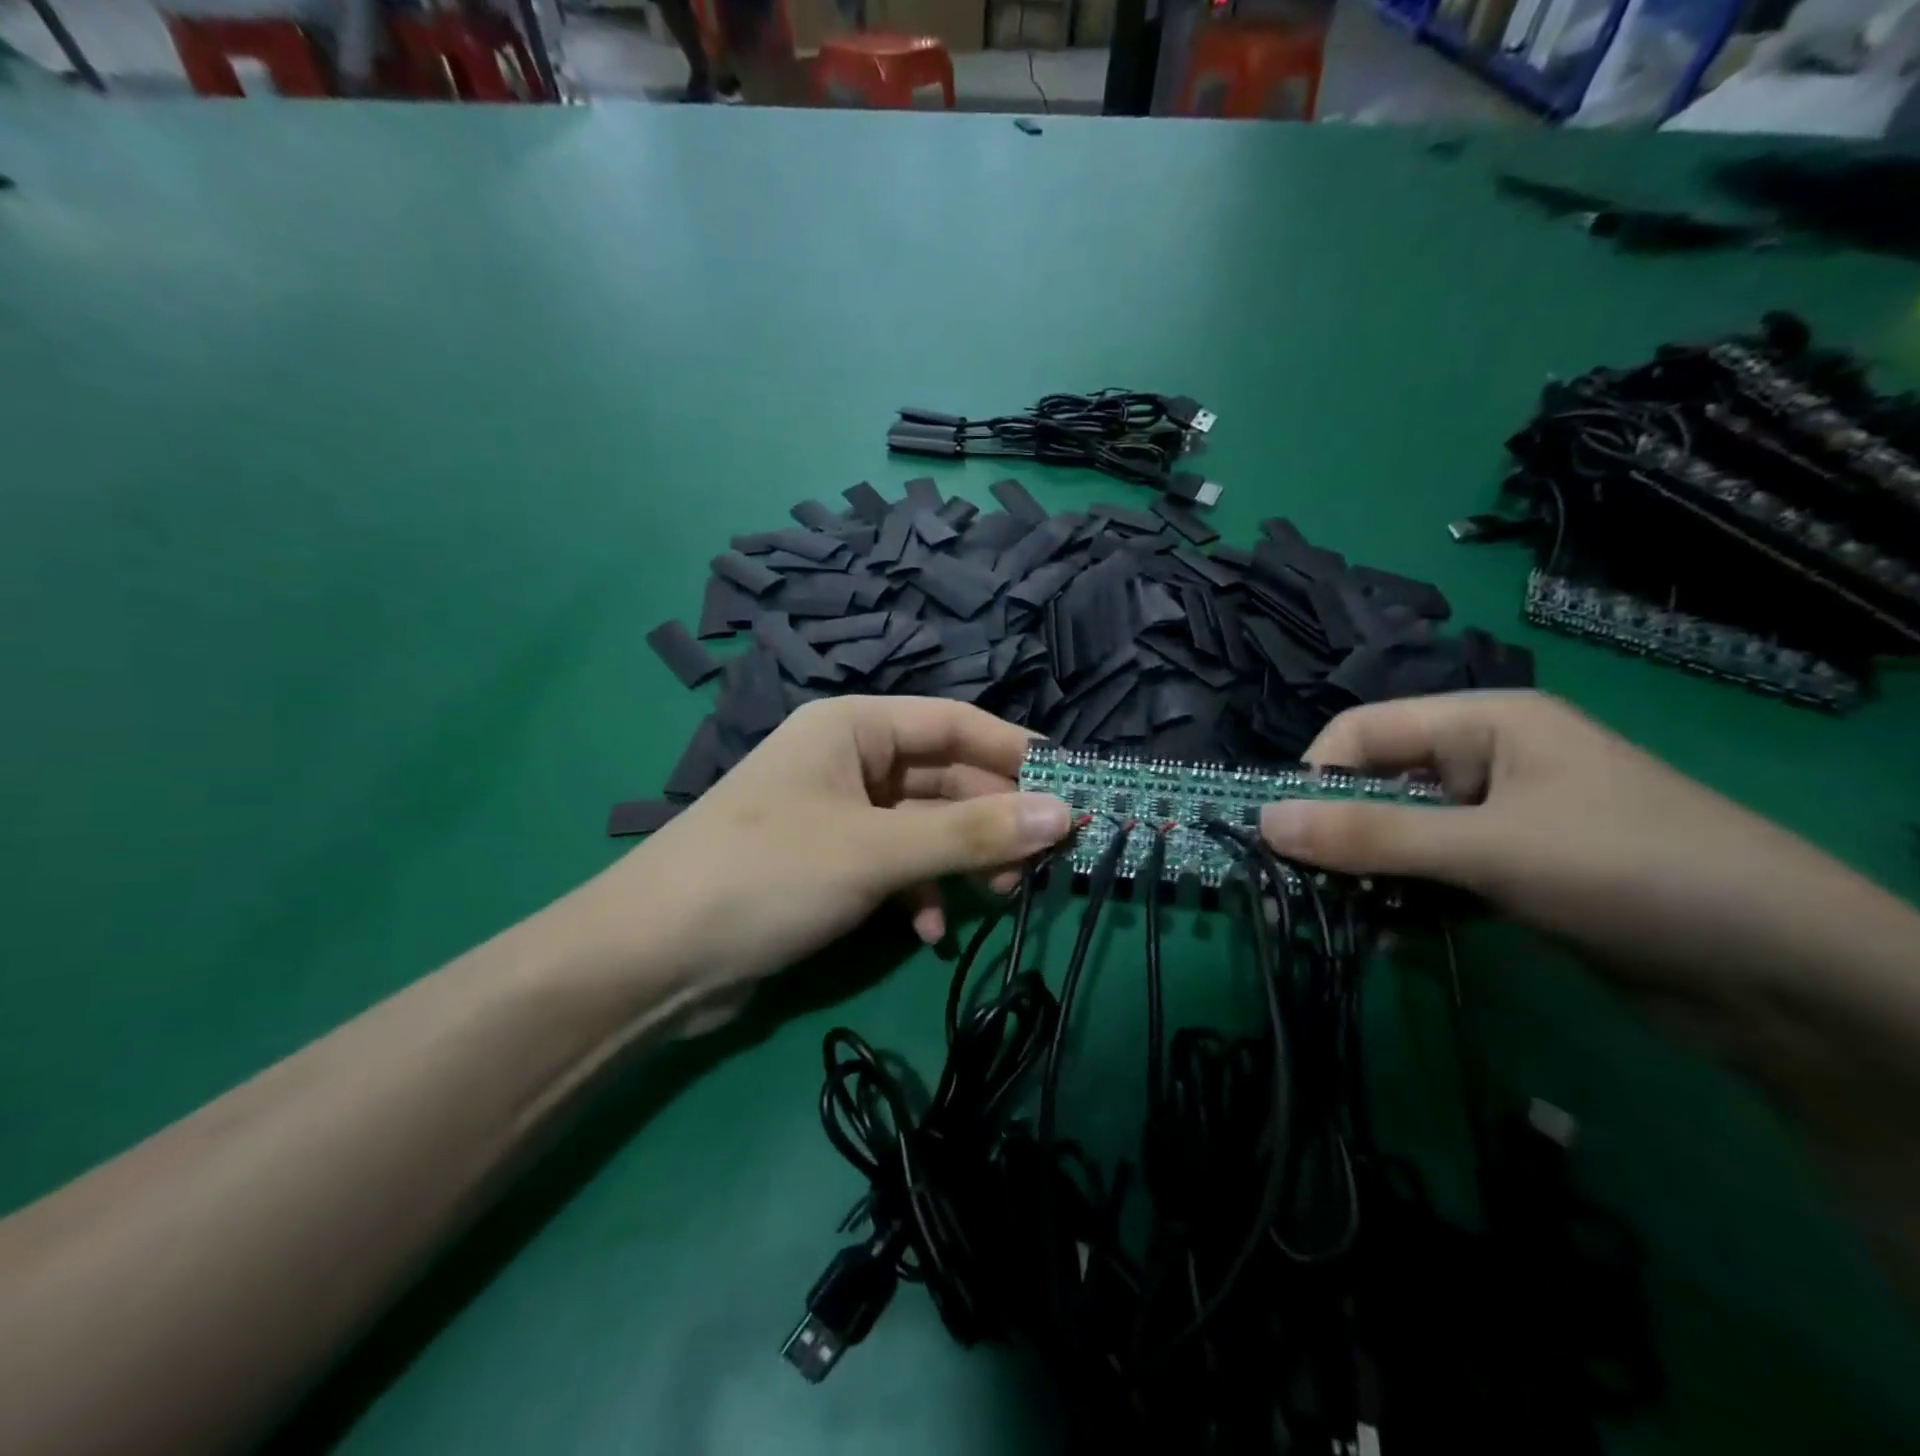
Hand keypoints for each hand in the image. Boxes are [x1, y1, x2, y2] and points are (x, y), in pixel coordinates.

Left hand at [602, 697, 1071, 999]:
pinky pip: (896, 865)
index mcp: (852, 728)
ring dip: (961, 861)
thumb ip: (972, 833)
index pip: (954, 723)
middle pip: (943, 778)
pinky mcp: (829, 864)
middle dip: (991, 819)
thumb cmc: (766, 875)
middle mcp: (847, 761)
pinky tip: (930, 932)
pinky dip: (920, 893)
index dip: (1015, 752)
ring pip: (924, 827)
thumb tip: (1065, 815)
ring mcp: (837, 815)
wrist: (651, 960)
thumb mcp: (876, 852)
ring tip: (999, 898)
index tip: (1071, 787)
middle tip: (1044, 860)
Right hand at [1258, 690, 1890, 997]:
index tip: (1278, 835)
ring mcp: (1500, 821)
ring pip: (1400, 836)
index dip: (1314, 776)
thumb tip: (1262, 822)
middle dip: (1336, 833)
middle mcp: (1486, 762)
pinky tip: (1387, 934)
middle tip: (1296, 886)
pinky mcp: (1512, 875)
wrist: (1791, 980)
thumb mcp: (1490, 849)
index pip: (1364, 731)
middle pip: (1377, 784)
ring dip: (1367, 874)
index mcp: (1484, 724)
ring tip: (1339, 917)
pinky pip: (1433, 876)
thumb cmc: (1632, 873)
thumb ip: (1372, 836)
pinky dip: (1405, 901)